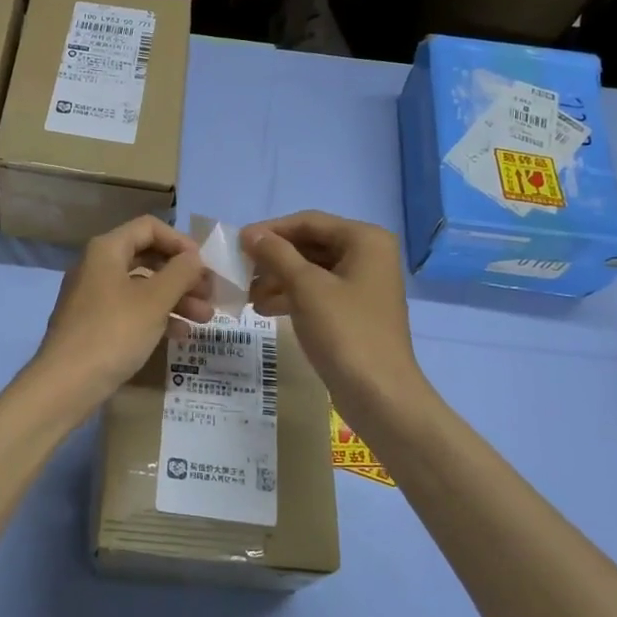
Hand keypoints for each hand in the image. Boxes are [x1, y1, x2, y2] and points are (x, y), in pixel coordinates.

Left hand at [32, 216, 212, 401]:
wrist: (65, 384)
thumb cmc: (113, 333)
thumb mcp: (154, 301)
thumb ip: (180, 273)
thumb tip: (194, 257)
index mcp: (106, 250)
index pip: (149, 227)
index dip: (180, 242)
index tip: (204, 265)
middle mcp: (97, 266)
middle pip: (147, 257)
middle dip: (182, 275)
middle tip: (210, 295)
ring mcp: (93, 296)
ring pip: (141, 287)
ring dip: (175, 298)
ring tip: (204, 319)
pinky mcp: (93, 324)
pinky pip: (131, 309)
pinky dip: (156, 316)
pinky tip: (181, 335)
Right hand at [240, 211, 426, 410]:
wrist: (379, 395)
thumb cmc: (345, 332)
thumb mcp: (305, 287)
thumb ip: (276, 254)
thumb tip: (249, 233)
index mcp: (365, 240)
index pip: (308, 222)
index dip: (270, 230)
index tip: (237, 243)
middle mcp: (368, 255)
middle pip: (310, 245)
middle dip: (274, 258)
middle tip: (239, 270)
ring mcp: (363, 285)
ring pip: (311, 270)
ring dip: (278, 279)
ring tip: (247, 295)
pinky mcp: (355, 311)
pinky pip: (318, 292)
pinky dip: (292, 296)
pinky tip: (264, 309)